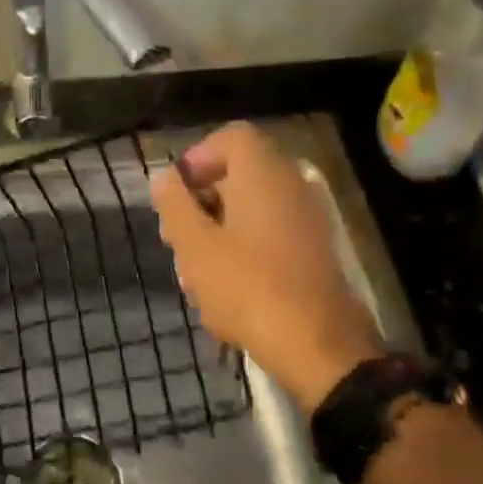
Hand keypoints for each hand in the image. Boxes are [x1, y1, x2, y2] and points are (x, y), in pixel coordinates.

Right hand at [151, 122, 382, 413]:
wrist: (317, 345)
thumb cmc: (246, 286)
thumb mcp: (194, 245)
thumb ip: (174, 204)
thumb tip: (165, 178)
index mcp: (263, 174)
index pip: (231, 138)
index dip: (197, 158)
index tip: (176, 195)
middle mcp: (290, 186)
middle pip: (237, 175)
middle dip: (200, 203)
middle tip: (176, 239)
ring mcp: (305, 219)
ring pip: (249, 210)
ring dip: (216, 233)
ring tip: (194, 274)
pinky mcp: (311, 251)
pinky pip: (267, 235)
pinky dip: (241, 251)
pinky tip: (222, 291)